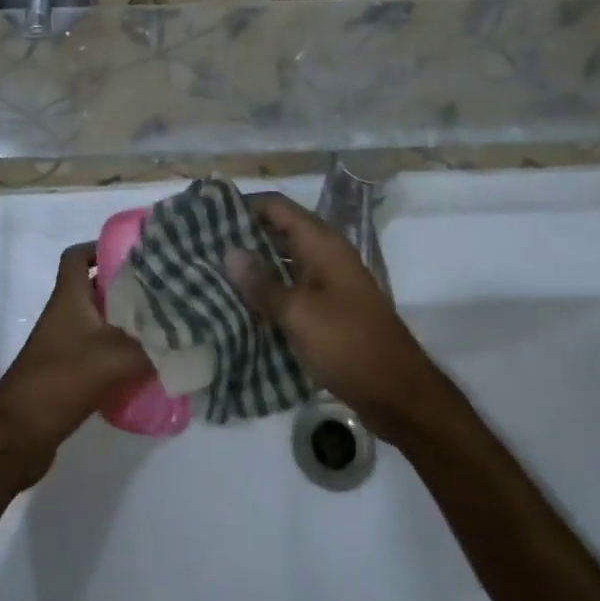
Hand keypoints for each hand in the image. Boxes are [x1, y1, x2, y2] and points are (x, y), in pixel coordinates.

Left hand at [0, 243, 152, 481]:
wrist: (16, 437)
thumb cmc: (59, 381)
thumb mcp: (113, 358)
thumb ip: (152, 345)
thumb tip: (187, 335)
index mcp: (69, 297)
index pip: (78, 255)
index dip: (102, 248)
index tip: (136, 255)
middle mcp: (65, 314)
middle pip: (96, 288)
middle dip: (128, 288)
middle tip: (163, 292)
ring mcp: (64, 344)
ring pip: (100, 321)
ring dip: (127, 323)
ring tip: (163, 326)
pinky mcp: (69, 372)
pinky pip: (99, 351)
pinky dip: (120, 354)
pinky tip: (146, 365)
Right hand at [225, 192, 445, 437]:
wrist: (398, 393)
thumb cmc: (348, 343)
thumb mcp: (299, 313)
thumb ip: (262, 283)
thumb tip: (229, 253)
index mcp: (321, 243)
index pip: (276, 207)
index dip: (243, 207)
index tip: (207, 216)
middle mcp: (324, 255)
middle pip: (278, 233)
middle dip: (242, 239)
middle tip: (201, 249)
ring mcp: (327, 283)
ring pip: (283, 264)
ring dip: (253, 269)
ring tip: (211, 276)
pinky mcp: (327, 310)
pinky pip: (291, 291)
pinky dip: (268, 294)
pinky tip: (239, 308)